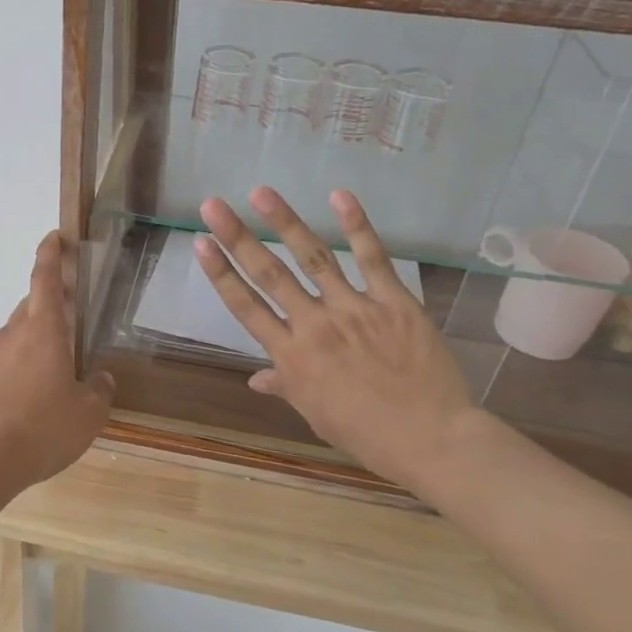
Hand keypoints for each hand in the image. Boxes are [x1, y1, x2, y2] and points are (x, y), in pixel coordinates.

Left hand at [0, 232, 115, 491]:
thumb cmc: (42, 429)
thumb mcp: (88, 414)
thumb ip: (99, 391)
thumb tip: (101, 378)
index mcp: (43, 331)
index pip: (45, 279)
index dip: (50, 254)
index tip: (54, 237)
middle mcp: (12, 335)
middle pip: (31, 308)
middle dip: (51, 307)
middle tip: (72, 319)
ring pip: (16, 336)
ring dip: (35, 341)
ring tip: (56, 371)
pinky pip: (3, 363)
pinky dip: (19, 368)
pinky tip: (31, 398)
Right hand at [194, 187, 483, 488]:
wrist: (430, 439)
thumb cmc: (365, 433)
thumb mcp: (314, 413)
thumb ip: (284, 386)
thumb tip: (255, 379)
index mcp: (292, 356)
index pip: (247, 307)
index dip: (221, 274)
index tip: (201, 244)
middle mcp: (315, 325)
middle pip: (270, 275)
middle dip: (238, 238)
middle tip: (213, 206)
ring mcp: (355, 309)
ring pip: (314, 258)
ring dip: (286, 222)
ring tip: (261, 193)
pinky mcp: (394, 302)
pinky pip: (374, 259)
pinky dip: (357, 226)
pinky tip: (339, 196)